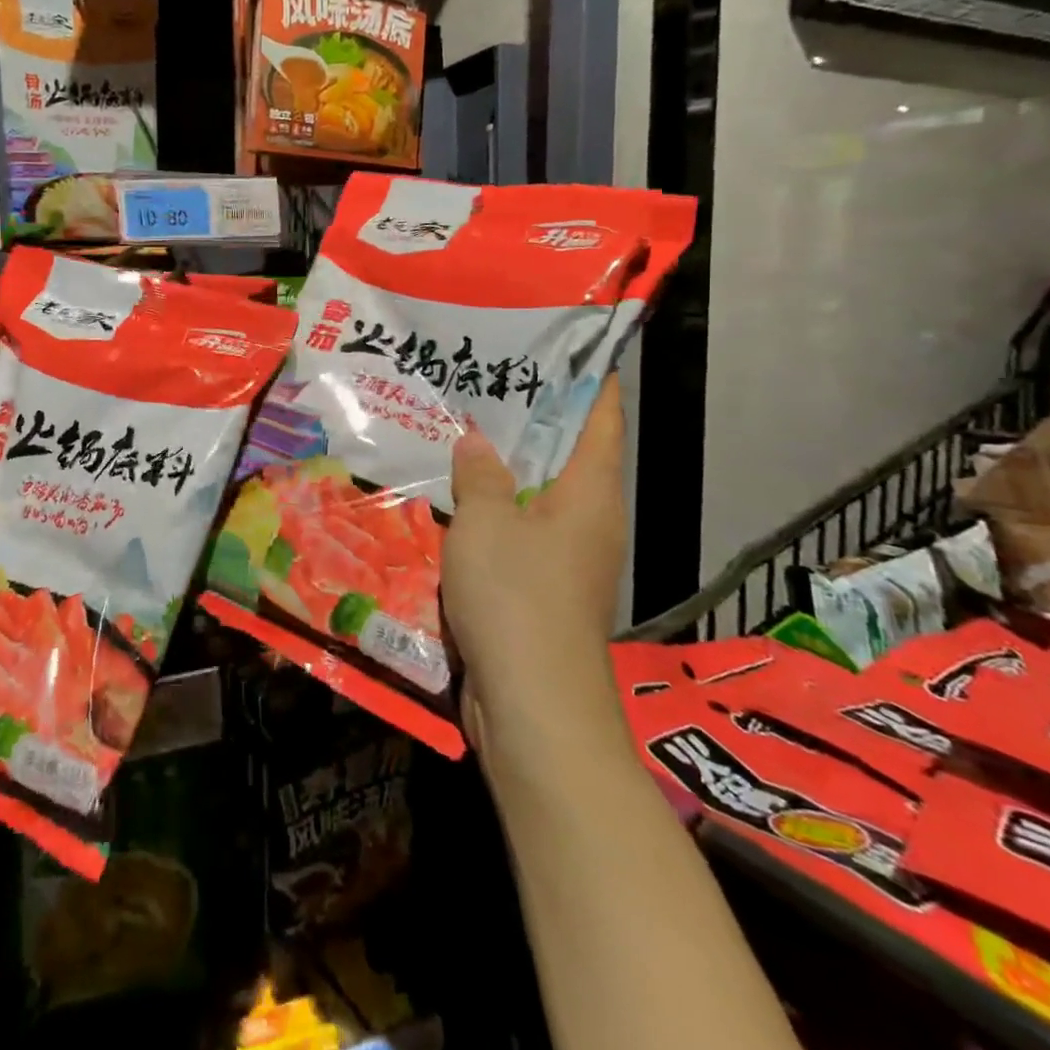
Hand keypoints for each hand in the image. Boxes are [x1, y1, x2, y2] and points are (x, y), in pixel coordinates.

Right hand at [442, 375, 627, 762]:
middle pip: (566, 454)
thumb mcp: (486, 524)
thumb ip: (481, 476)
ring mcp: (565, 559)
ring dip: (502, 467)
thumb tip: (478, 441)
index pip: (600, 418)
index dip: (587, 377)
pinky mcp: (540, 590)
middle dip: (530, 418)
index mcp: (590, 494)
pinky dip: (489, 511)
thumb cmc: (517, 598)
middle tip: (484, 378)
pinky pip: (515, 533)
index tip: (563, 342)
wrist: (534, 707)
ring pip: (534, 495)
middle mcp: (587, 521)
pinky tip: (449, 498)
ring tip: (459, 429)